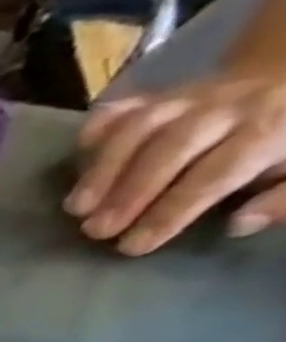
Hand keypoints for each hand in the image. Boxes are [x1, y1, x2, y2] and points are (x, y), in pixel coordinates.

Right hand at [67, 73, 285, 253]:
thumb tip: (240, 222)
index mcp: (273, 129)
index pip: (214, 176)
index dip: (170, 213)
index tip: (134, 246)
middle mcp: (228, 107)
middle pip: (170, 149)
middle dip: (129, 193)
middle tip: (96, 230)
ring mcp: (188, 97)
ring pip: (139, 128)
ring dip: (101, 170)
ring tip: (76, 208)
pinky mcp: (158, 95)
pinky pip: (121, 109)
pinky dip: (94, 131)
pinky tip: (79, 159)